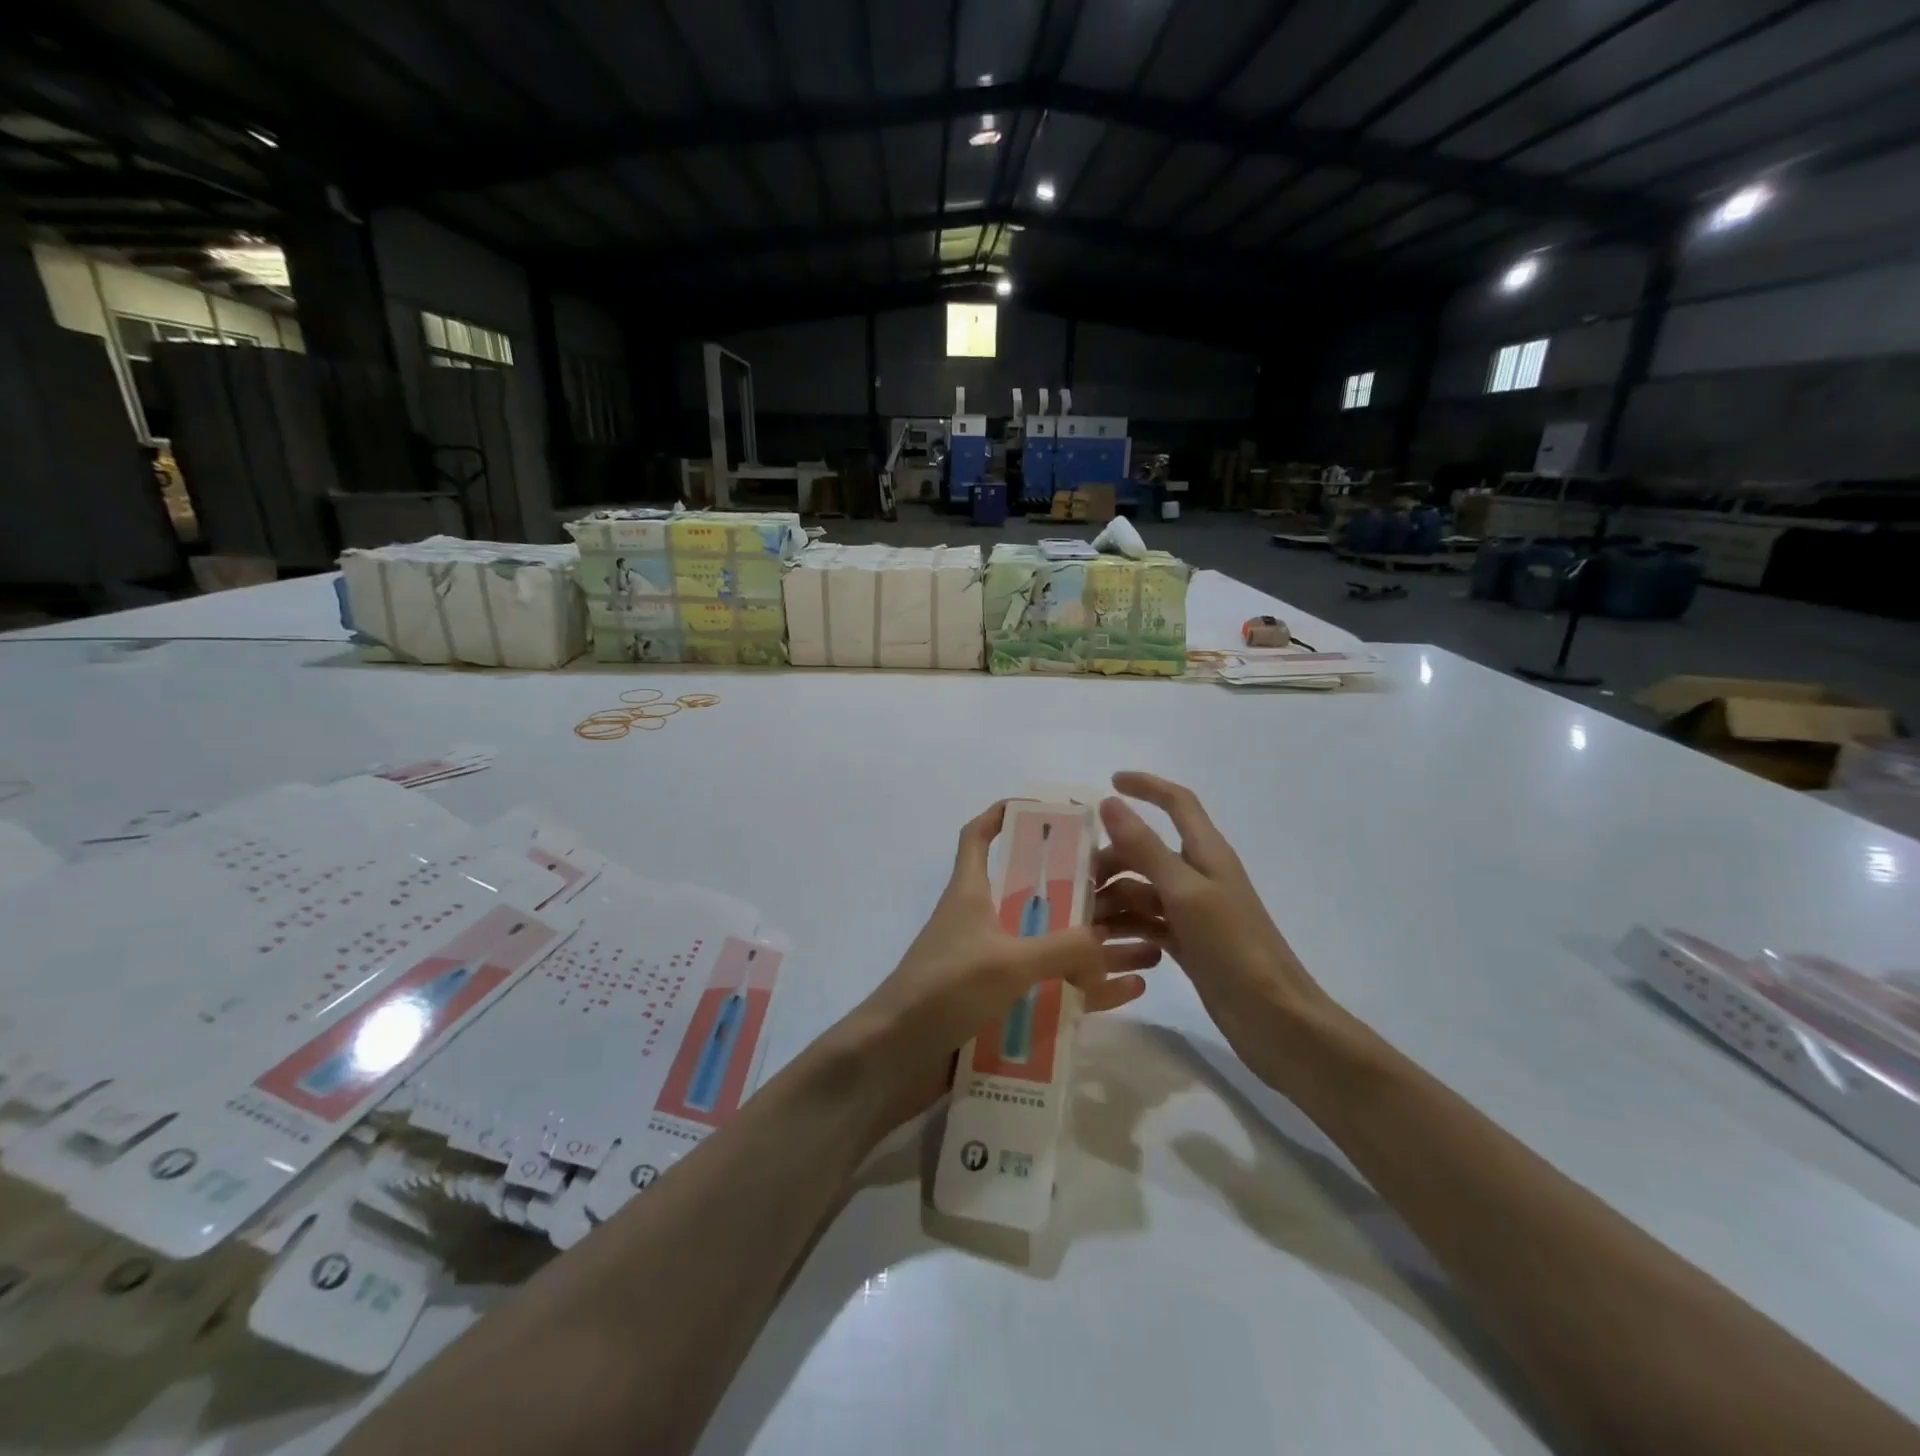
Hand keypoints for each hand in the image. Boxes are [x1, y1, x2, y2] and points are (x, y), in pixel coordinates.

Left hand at [847, 801, 1162, 1126]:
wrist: (896, 1060)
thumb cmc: (944, 990)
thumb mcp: (1008, 961)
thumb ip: (1064, 948)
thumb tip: (1108, 945)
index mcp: (971, 893)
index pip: (978, 837)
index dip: (1001, 815)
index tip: (1042, 809)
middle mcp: (981, 922)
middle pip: (1034, 893)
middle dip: (1080, 890)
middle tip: (1129, 887)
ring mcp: (991, 965)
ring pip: (1051, 944)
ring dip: (1094, 945)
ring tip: (1147, 943)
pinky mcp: (999, 1005)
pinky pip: (1052, 988)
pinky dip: (1085, 988)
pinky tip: (1128, 991)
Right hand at [1095, 772, 1341, 1092]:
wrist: (1275, 1020)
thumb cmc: (1234, 947)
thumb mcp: (1185, 892)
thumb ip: (1145, 847)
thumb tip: (1110, 802)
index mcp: (1206, 852)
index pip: (1177, 802)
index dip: (1146, 786)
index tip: (1109, 783)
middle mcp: (1198, 875)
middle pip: (1146, 850)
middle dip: (1111, 859)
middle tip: (1076, 882)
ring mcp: (1192, 911)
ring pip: (1141, 889)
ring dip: (1112, 898)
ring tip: (1083, 921)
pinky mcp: (1187, 943)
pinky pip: (1146, 923)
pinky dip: (1125, 927)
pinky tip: (1103, 943)